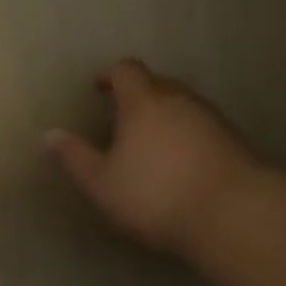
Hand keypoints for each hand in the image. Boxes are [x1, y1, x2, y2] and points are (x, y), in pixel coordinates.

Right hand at [46, 59, 265, 256]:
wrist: (235, 215)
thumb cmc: (156, 194)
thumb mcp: (102, 183)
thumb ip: (75, 157)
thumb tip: (50, 134)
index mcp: (144, 102)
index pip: (126, 70)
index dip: (109, 75)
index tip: (98, 88)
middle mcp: (179, 100)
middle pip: (157, 83)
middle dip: (137, 94)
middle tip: (121, 117)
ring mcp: (212, 119)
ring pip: (182, 104)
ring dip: (164, 115)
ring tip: (150, 142)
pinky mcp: (235, 141)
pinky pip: (202, 126)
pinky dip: (186, 134)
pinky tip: (180, 162)